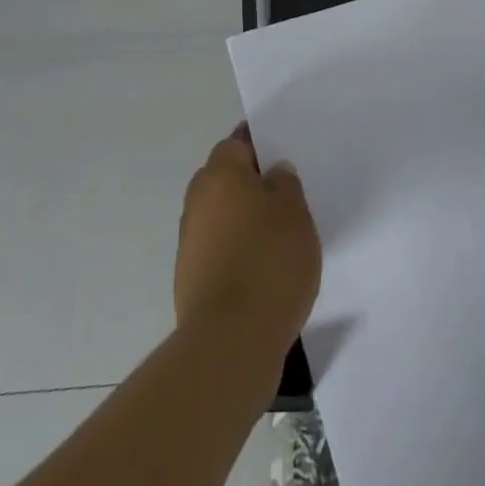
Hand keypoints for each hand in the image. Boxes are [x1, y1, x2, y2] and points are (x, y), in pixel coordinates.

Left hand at [175, 128, 320, 359]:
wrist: (229, 342)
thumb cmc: (268, 262)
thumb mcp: (295, 211)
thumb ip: (285, 183)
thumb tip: (271, 174)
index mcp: (220, 173)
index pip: (237, 143)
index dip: (259, 148)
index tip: (281, 160)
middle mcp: (198, 199)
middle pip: (225, 180)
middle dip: (250, 186)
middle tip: (284, 201)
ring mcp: (189, 241)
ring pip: (221, 217)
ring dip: (242, 222)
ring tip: (278, 242)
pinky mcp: (189, 279)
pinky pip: (218, 251)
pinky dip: (236, 255)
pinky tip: (262, 274)